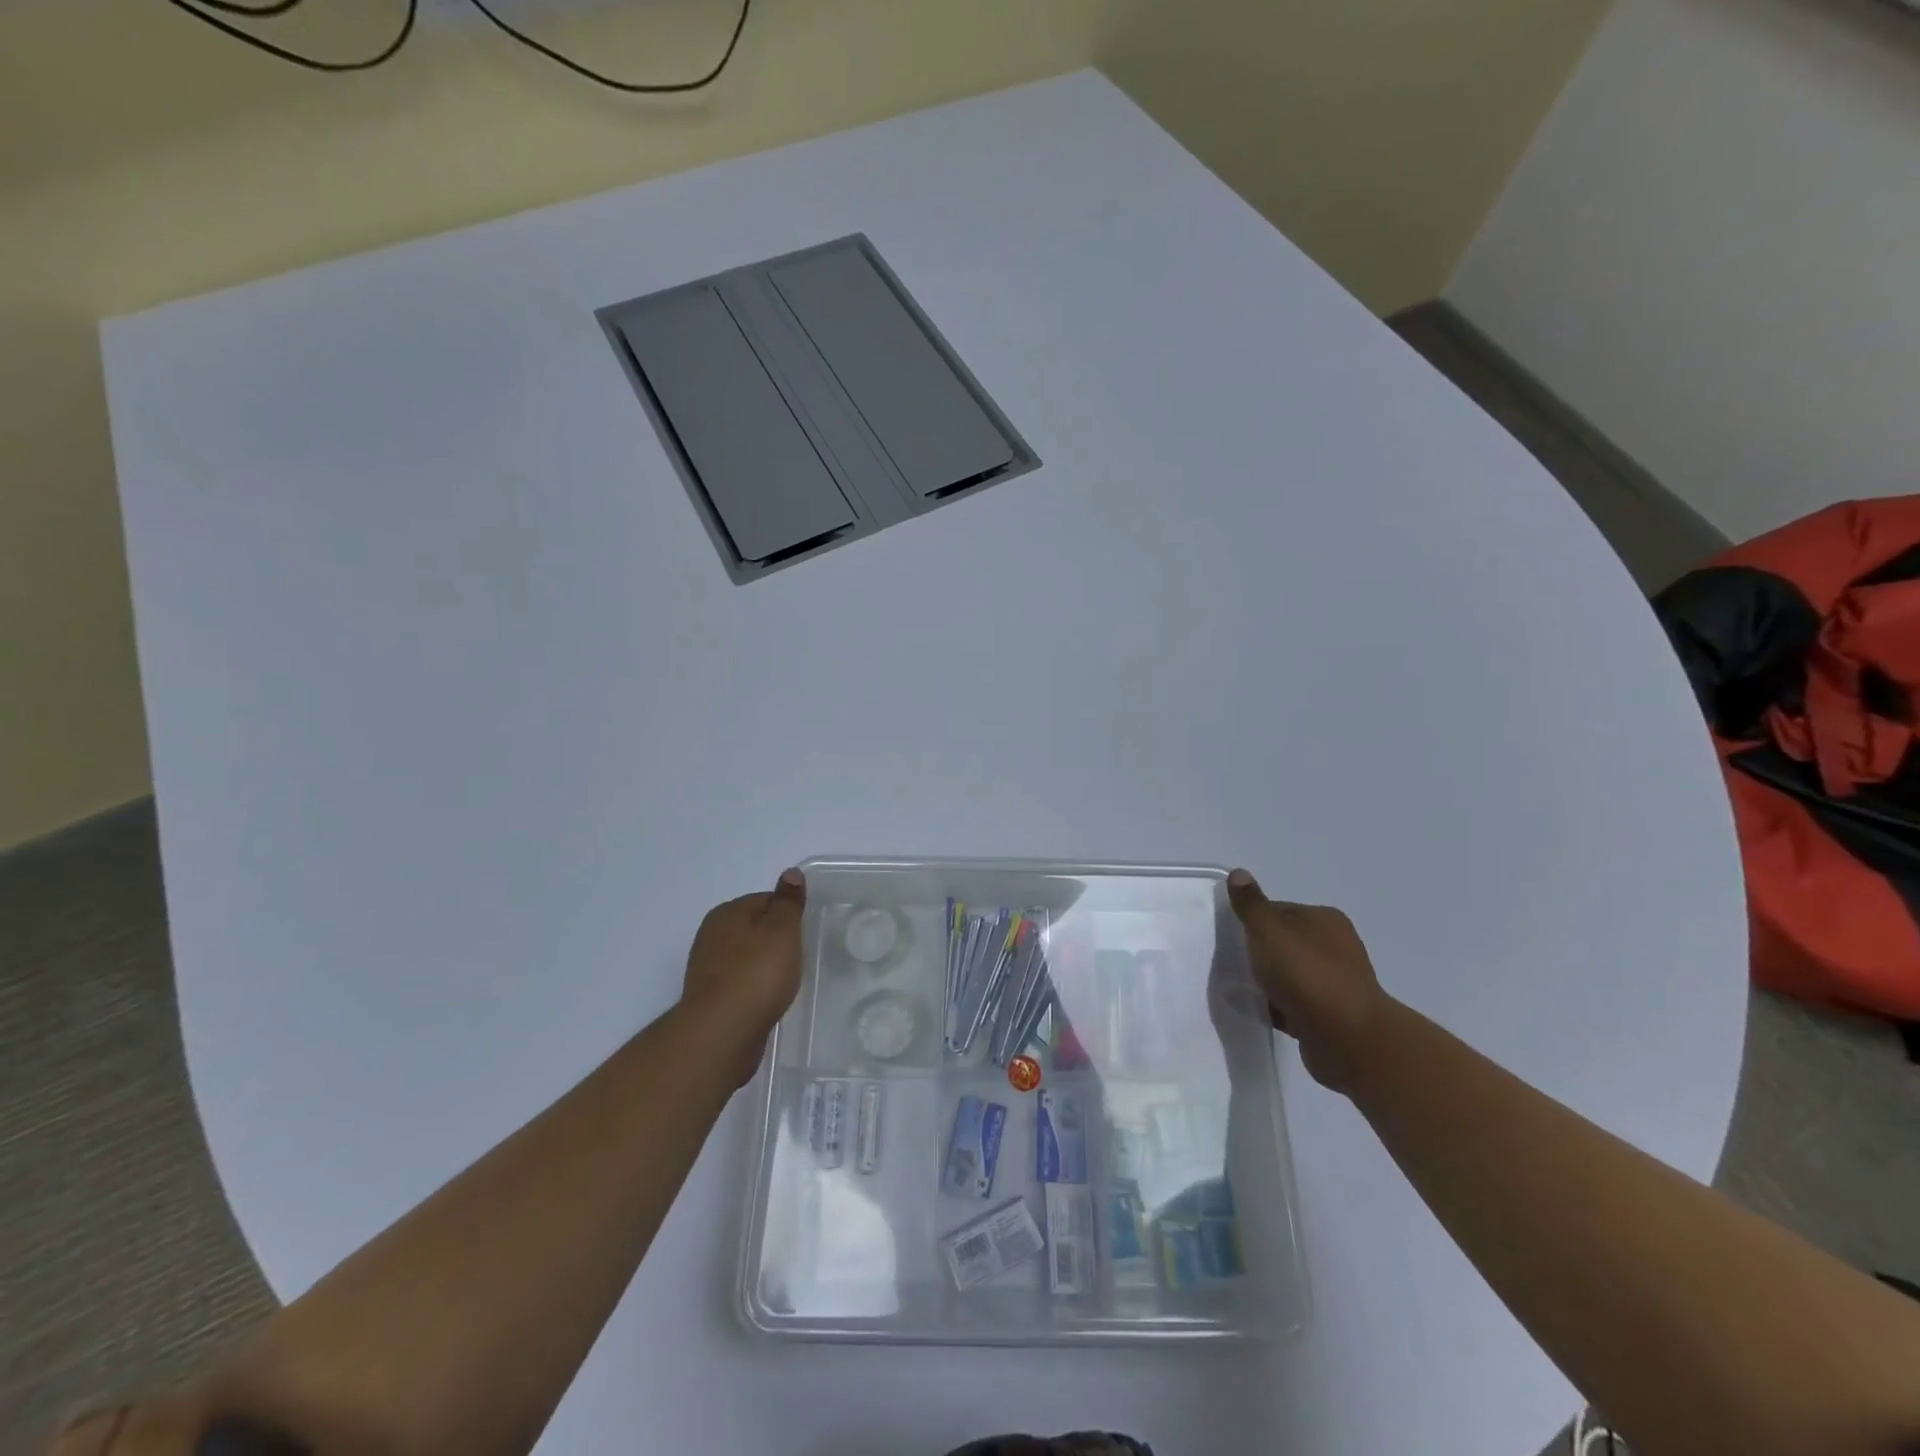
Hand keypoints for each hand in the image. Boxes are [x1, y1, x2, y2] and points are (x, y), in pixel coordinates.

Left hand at [681, 869, 806, 1078]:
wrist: (722, 1033)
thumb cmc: (757, 973)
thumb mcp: (782, 930)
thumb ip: (788, 901)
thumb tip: (791, 872)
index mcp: (727, 913)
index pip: (765, 900)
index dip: (788, 915)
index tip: (803, 934)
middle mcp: (711, 936)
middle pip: (755, 929)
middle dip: (776, 941)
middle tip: (798, 958)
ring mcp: (708, 969)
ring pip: (747, 958)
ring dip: (765, 967)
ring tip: (785, 983)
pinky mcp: (711, 999)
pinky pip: (741, 984)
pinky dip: (755, 989)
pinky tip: (768, 1001)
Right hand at [1227, 869, 1391, 1093]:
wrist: (1347, 1038)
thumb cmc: (1306, 973)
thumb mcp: (1269, 929)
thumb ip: (1251, 904)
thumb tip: (1239, 872)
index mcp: (1325, 920)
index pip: (1280, 910)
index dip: (1253, 919)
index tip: (1231, 934)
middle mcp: (1335, 947)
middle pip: (1285, 943)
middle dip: (1259, 951)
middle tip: (1230, 960)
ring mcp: (1334, 984)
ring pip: (1289, 975)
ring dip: (1267, 981)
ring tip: (1238, 987)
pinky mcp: (1329, 1017)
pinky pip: (1292, 1005)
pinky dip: (1275, 1006)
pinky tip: (1254, 1009)